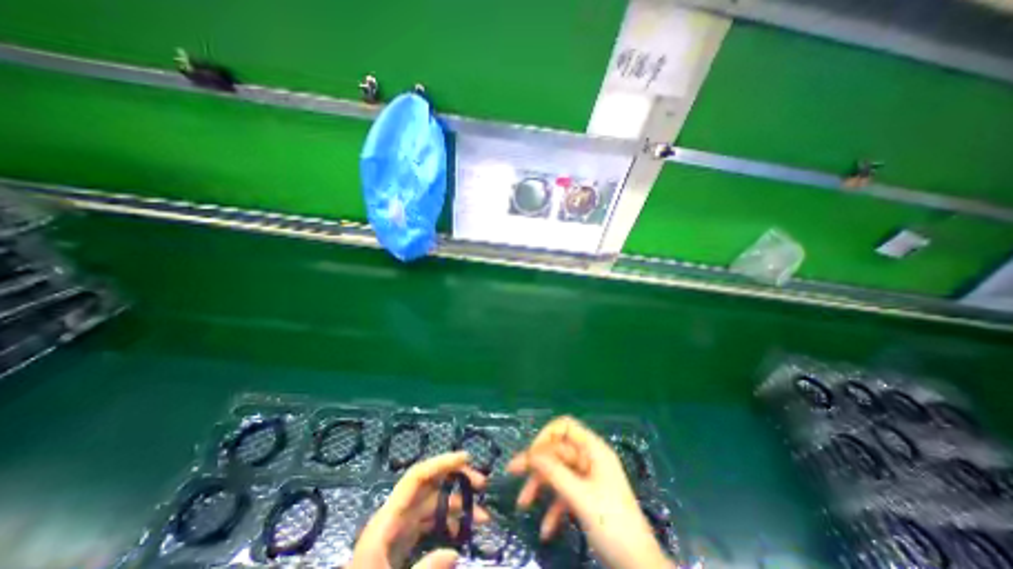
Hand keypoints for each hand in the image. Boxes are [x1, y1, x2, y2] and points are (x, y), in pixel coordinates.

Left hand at [350, 454, 490, 568]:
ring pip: (434, 503)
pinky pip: (430, 521)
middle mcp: (395, 516)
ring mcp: (399, 528)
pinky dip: (448, 521)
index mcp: (387, 519)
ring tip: (482, 516)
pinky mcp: (402, 541)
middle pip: (429, 485)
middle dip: (456, 480)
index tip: (467, 458)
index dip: (442, 463)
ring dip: (458, 504)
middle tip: (482, 486)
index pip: (417, 477)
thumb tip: (456, 554)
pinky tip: (462, 531)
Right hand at [506, 415, 671, 568]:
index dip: (546, 435)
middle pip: (557, 451)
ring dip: (541, 487)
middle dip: (537, 464)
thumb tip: (531, 452)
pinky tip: (546, 530)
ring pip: (558, 473)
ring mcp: (588, 479)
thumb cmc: (613, 526)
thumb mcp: (581, 497)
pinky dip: (554, 508)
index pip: (565, 427)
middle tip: (512, 471)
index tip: (532, 454)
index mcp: (593, 450)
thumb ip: (555, 472)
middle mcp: (589, 459)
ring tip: (523, 504)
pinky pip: (564, 494)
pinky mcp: (586, 498)